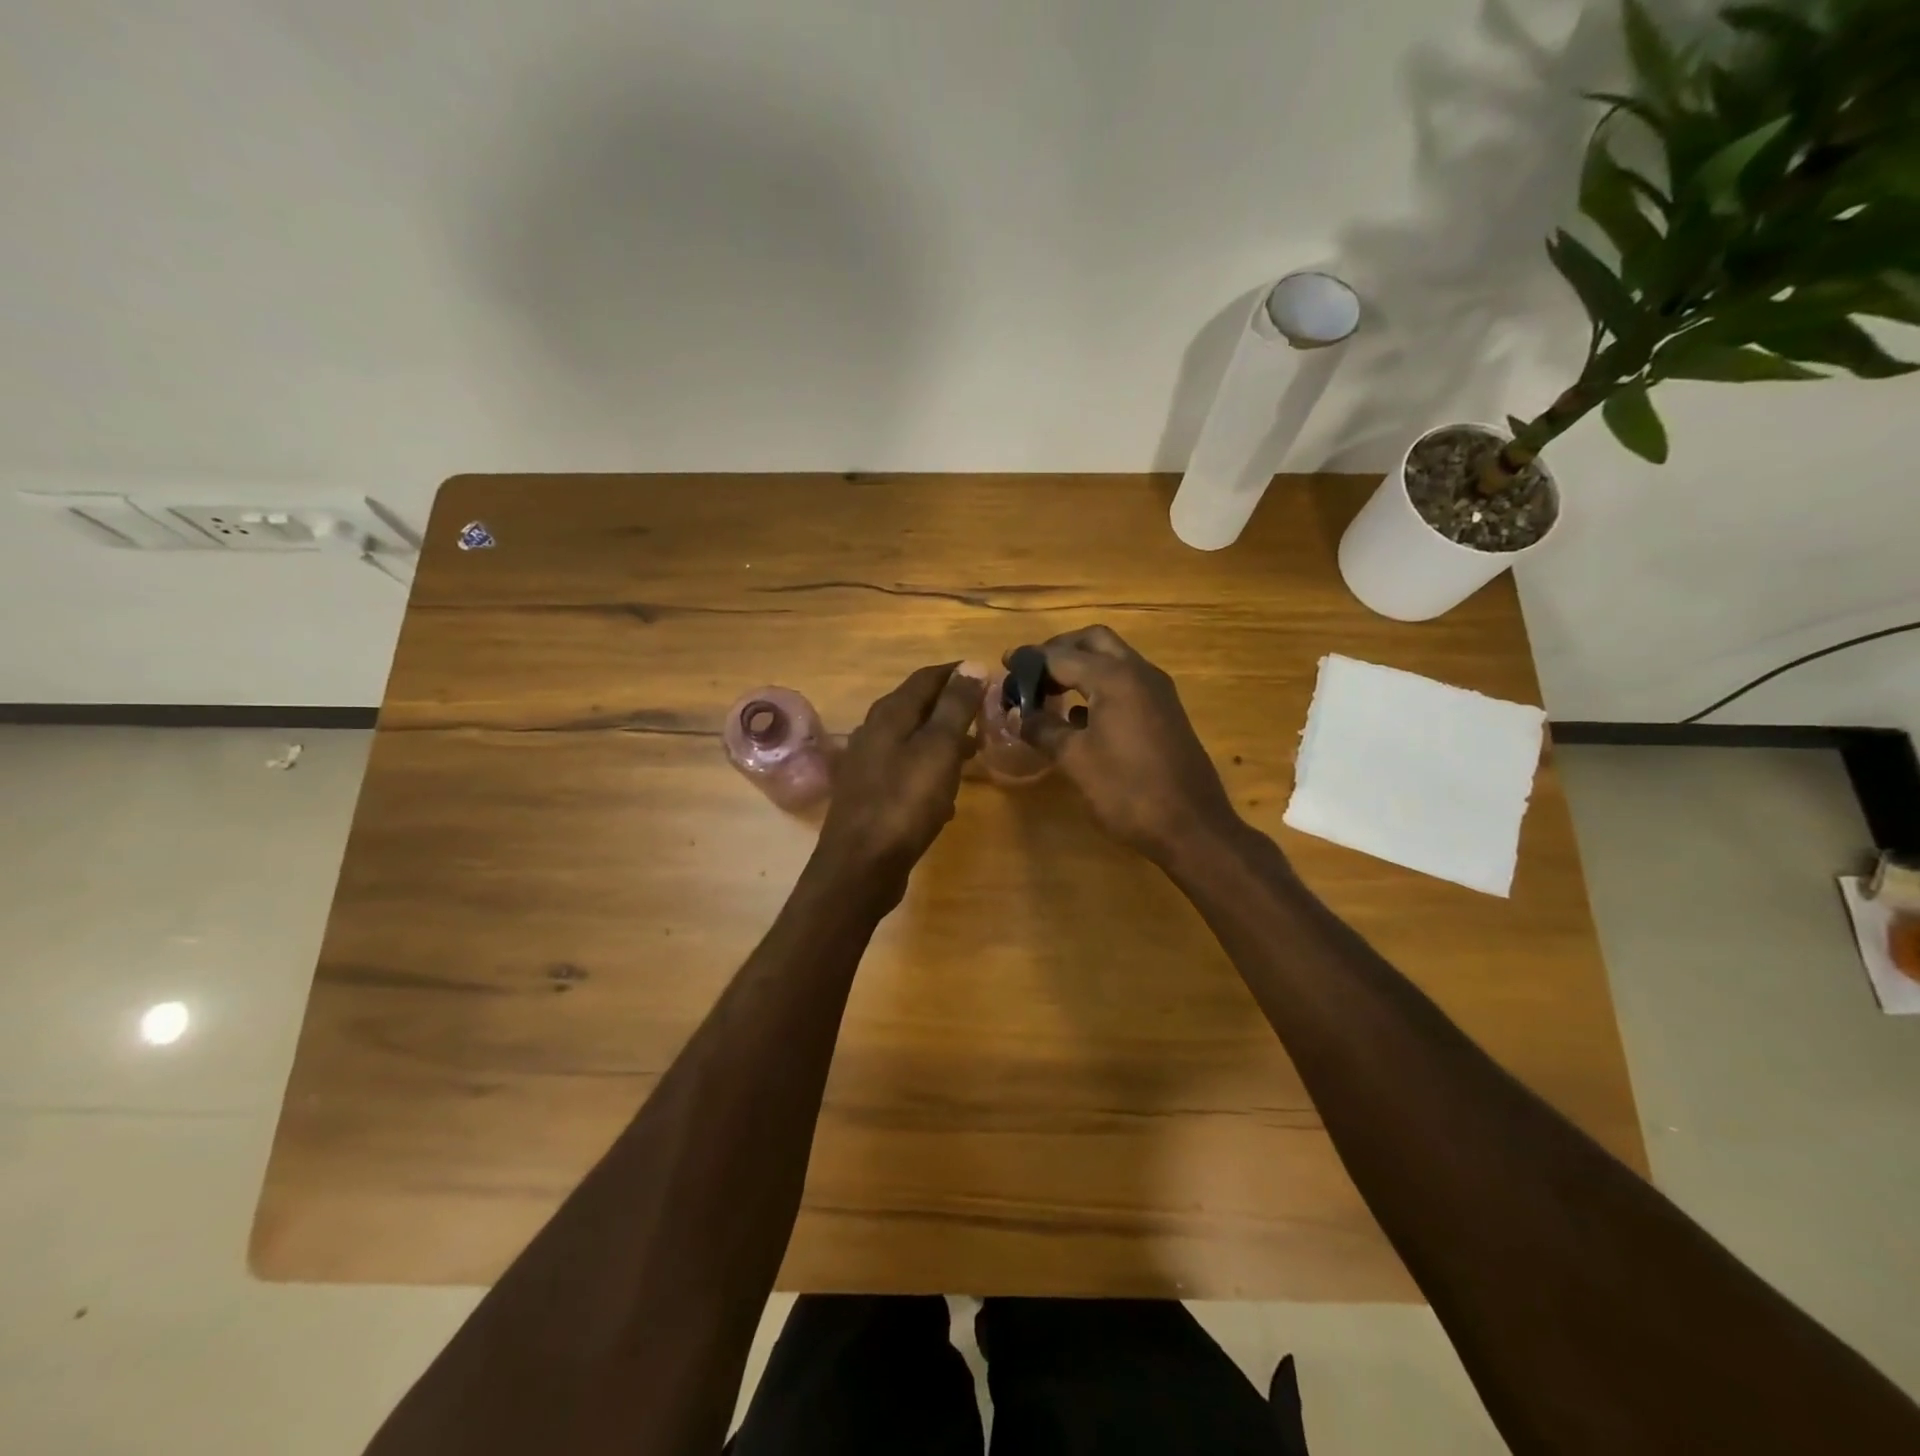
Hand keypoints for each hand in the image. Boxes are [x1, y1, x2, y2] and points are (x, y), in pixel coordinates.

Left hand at [815, 663, 985, 899]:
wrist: (860, 867)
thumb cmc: (904, 803)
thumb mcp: (938, 749)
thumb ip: (955, 706)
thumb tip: (973, 665)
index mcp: (889, 715)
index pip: (926, 678)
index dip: (958, 674)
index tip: (990, 678)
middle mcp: (873, 733)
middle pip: (917, 708)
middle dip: (953, 708)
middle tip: (987, 716)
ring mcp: (868, 766)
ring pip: (913, 742)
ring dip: (943, 743)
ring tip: (974, 752)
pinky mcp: (871, 796)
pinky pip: (907, 773)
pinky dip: (930, 774)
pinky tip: (946, 798)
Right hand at [1011, 626, 1240, 864]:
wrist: (1191, 826)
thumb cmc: (1127, 790)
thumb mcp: (1075, 760)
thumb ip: (1043, 730)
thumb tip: (1020, 715)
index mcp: (1114, 677)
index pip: (1061, 655)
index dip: (1030, 661)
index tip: (1005, 666)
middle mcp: (1139, 673)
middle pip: (1094, 642)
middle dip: (1061, 650)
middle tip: (1033, 672)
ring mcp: (1157, 692)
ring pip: (1114, 660)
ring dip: (1082, 666)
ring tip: (1050, 692)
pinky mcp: (1165, 712)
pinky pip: (1127, 684)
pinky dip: (1100, 687)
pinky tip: (1080, 717)